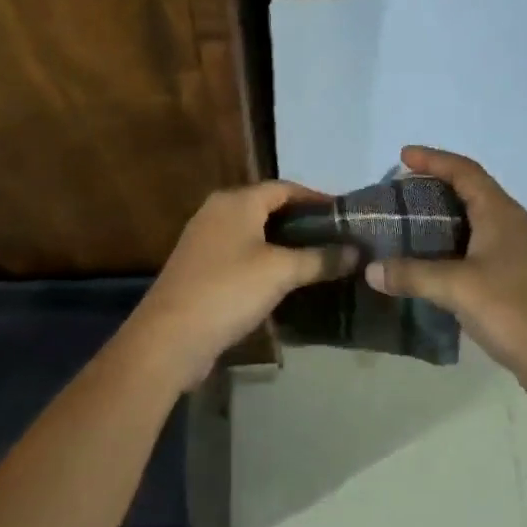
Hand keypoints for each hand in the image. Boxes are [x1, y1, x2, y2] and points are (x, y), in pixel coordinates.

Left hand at [127, 180, 358, 389]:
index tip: (345, 215)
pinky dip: (265, 261)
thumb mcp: (281, 272)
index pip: (285, 188)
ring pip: (254, 233)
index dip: (316, 199)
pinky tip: (284, 281)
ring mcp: (205, 240)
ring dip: (284, 244)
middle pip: (268, 208)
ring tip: (317, 259)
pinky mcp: (200, 269)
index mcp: (236, 201)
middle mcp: (217, 212)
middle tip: (336, 239)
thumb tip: (356, 252)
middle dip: (302, 222)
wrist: (169, 338)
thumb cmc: (228, 290)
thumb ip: (320, 259)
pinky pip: (241, 255)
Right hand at [364, 146, 526, 415]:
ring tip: (407, 227)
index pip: (464, 171)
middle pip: (469, 192)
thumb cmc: (516, 310)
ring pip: (473, 223)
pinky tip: (430, 267)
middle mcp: (510, 225)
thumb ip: (413, 275)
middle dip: (434, 188)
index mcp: (500, 213)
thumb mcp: (458, 288)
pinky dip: (450, 249)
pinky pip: (476, 250)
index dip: (434, 159)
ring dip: (442, 220)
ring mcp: (516, 253)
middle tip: (399, 195)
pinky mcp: (515, 280)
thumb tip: (371, 269)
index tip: (403, 156)